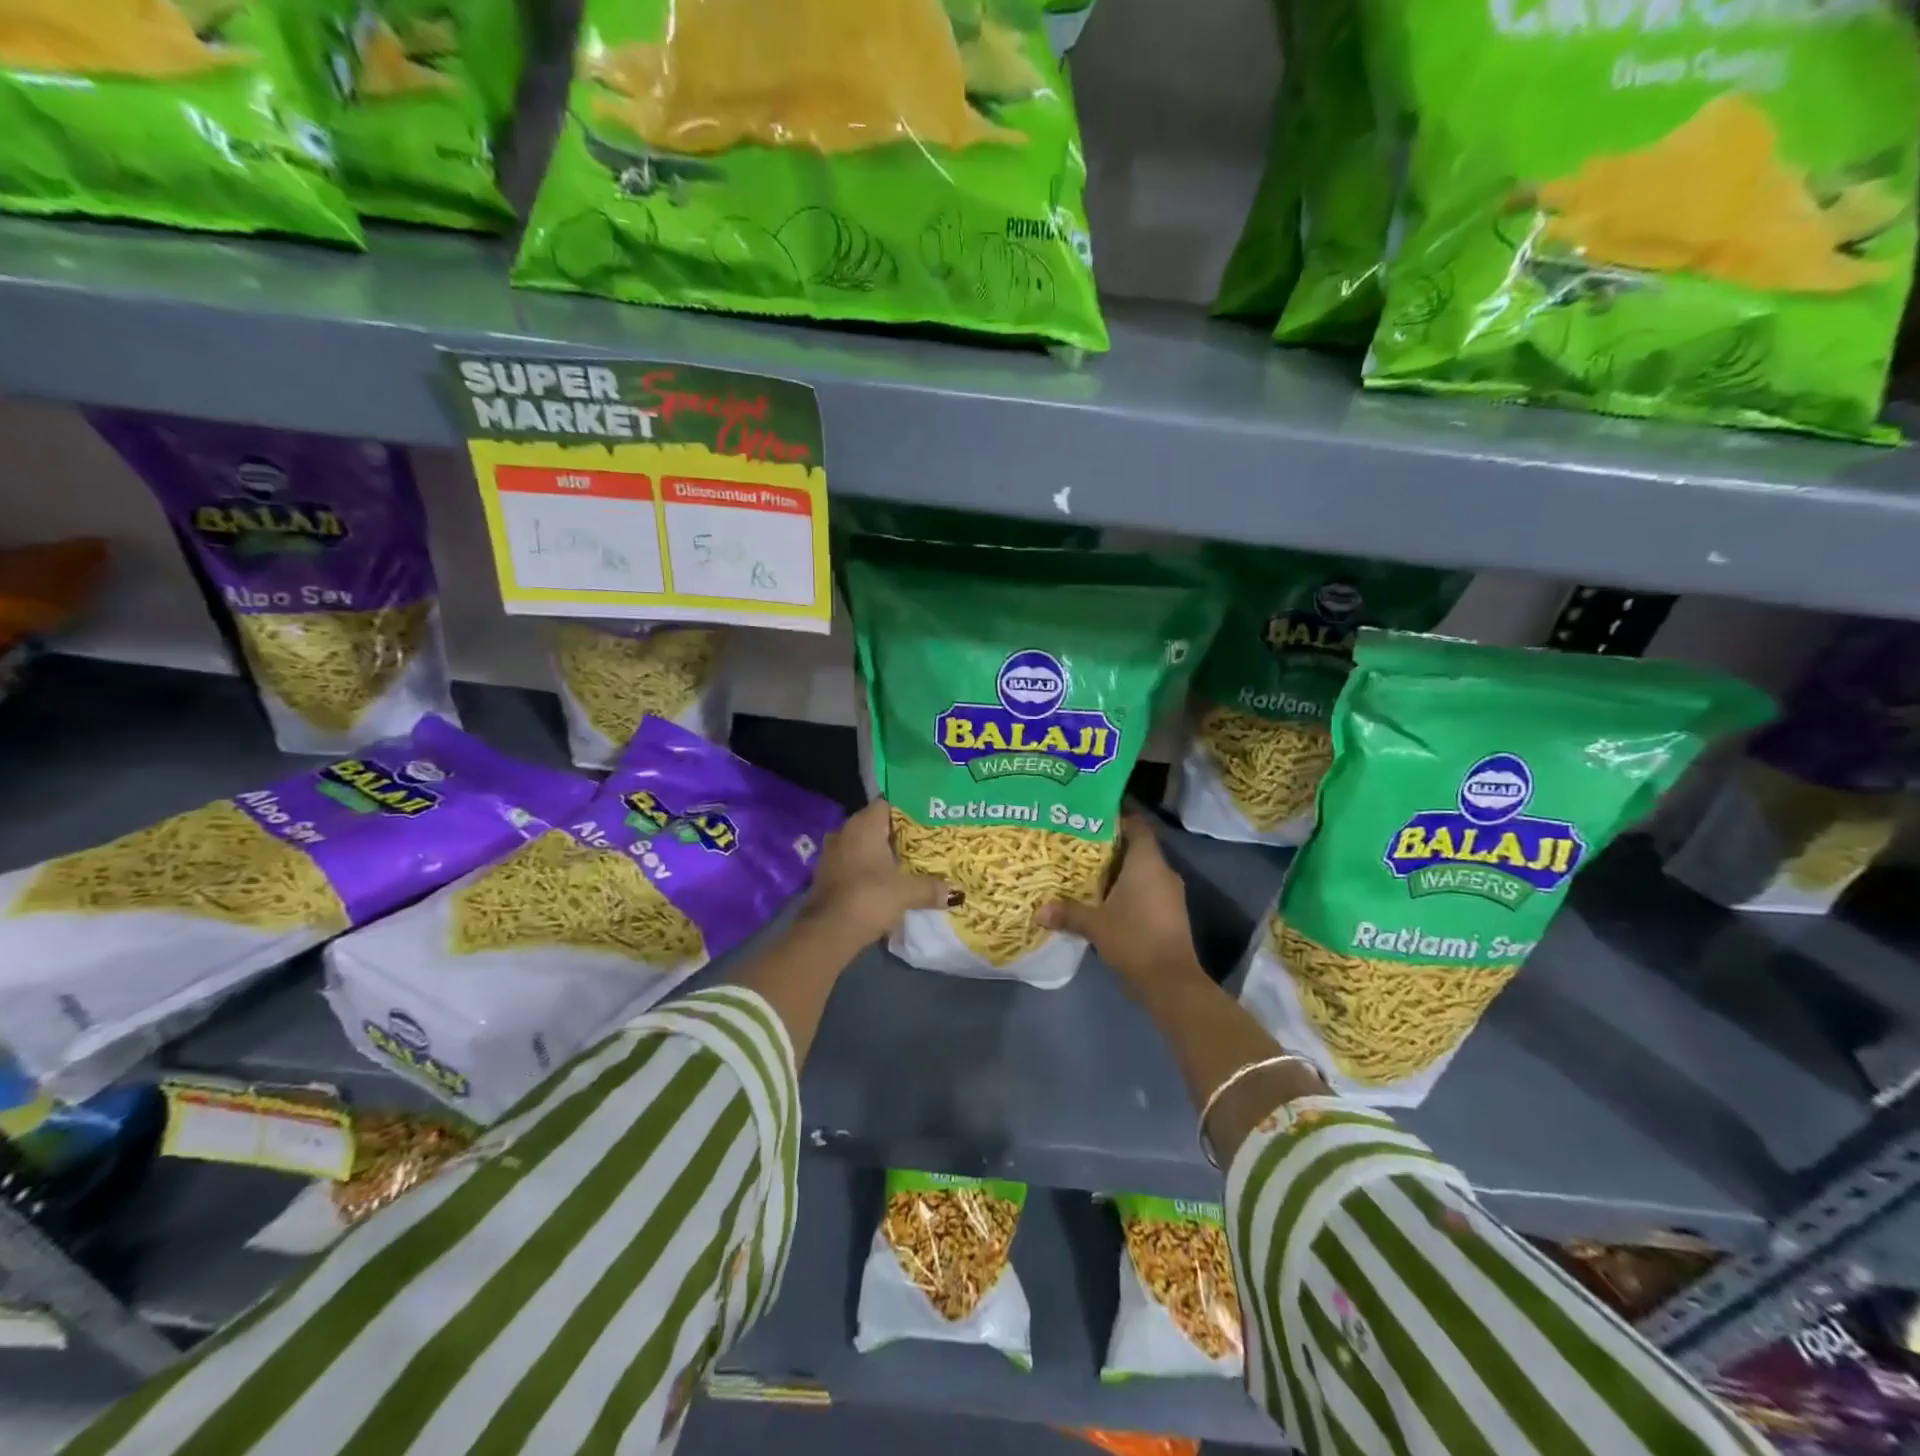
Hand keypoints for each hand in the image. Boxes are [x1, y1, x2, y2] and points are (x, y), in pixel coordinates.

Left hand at [803, 799, 954, 946]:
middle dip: (898, 833)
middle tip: (925, 841)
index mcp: (863, 825)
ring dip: (882, 852)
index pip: (887, 803)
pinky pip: (854, 862)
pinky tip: (886, 880)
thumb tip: (955, 893)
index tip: (928, 818)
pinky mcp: (827, 874)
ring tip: (908, 861)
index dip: (908, 809)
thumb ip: (931, 888)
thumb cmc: (869, 898)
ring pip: (863, 844)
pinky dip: (869, 868)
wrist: (827, 932)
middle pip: (876, 824)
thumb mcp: (907, 893)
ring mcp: (832, 853)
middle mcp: (845, 831)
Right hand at [1036, 812, 1204, 996]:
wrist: (1171, 981)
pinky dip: (1128, 889)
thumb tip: (1038, 911)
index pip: (1137, 826)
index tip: (1094, 814)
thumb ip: (1067, 913)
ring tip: (1087, 870)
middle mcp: (1162, 871)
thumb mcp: (1095, 925)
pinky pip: (1147, 889)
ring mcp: (1170, 894)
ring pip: (1142, 871)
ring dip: (1119, 870)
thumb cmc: (1134, 939)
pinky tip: (1105, 898)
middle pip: (1137, 848)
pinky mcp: (1170, 913)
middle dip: (1111, 846)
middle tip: (1080, 843)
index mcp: (1147, 863)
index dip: (1119, 816)